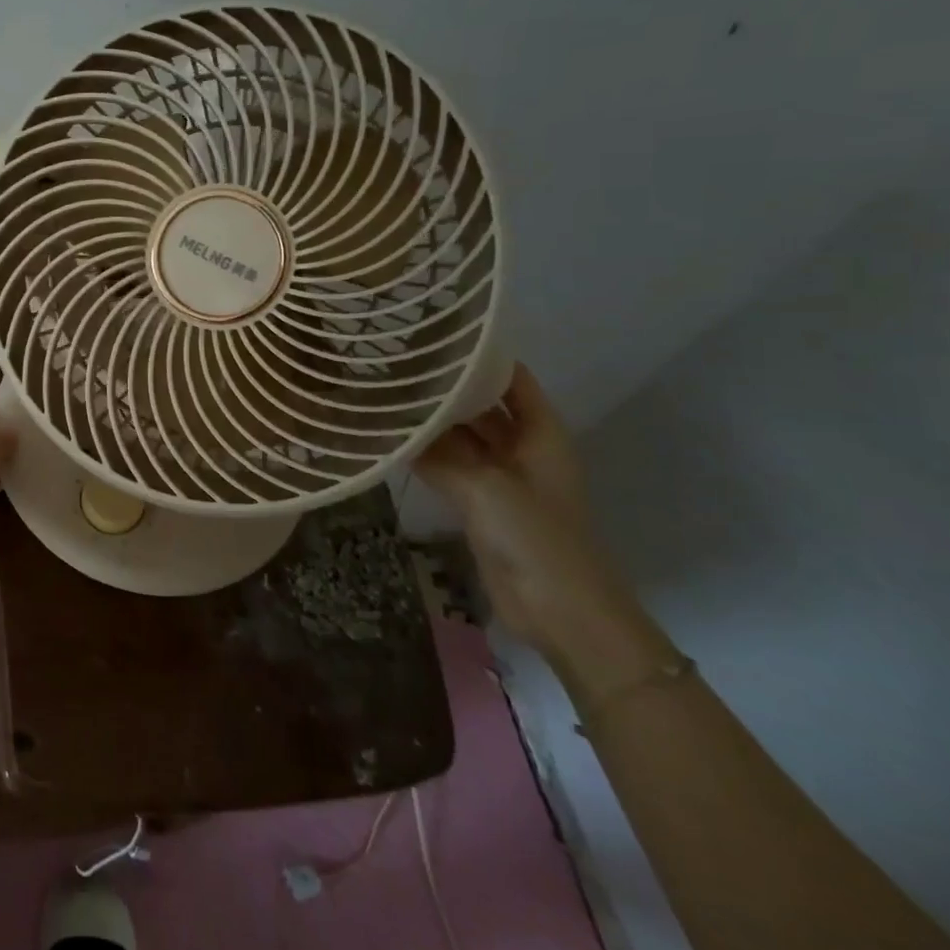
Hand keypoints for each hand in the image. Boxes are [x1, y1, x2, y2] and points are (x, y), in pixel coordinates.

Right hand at [417, 364, 670, 689]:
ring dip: (433, 423)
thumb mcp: (485, 487)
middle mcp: (522, 448)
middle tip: (398, 364)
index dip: (480, 358)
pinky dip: (427, 455)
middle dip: (448, 389)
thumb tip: (397, 425)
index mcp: (541, 434)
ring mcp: (501, 477)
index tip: (436, 337)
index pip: (511, 379)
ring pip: (463, 438)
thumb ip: (440, 453)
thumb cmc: (537, 537)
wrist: (562, 611)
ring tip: (388, 395)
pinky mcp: (483, 504)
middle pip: (483, 407)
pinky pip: (451, 468)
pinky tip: (393, 440)